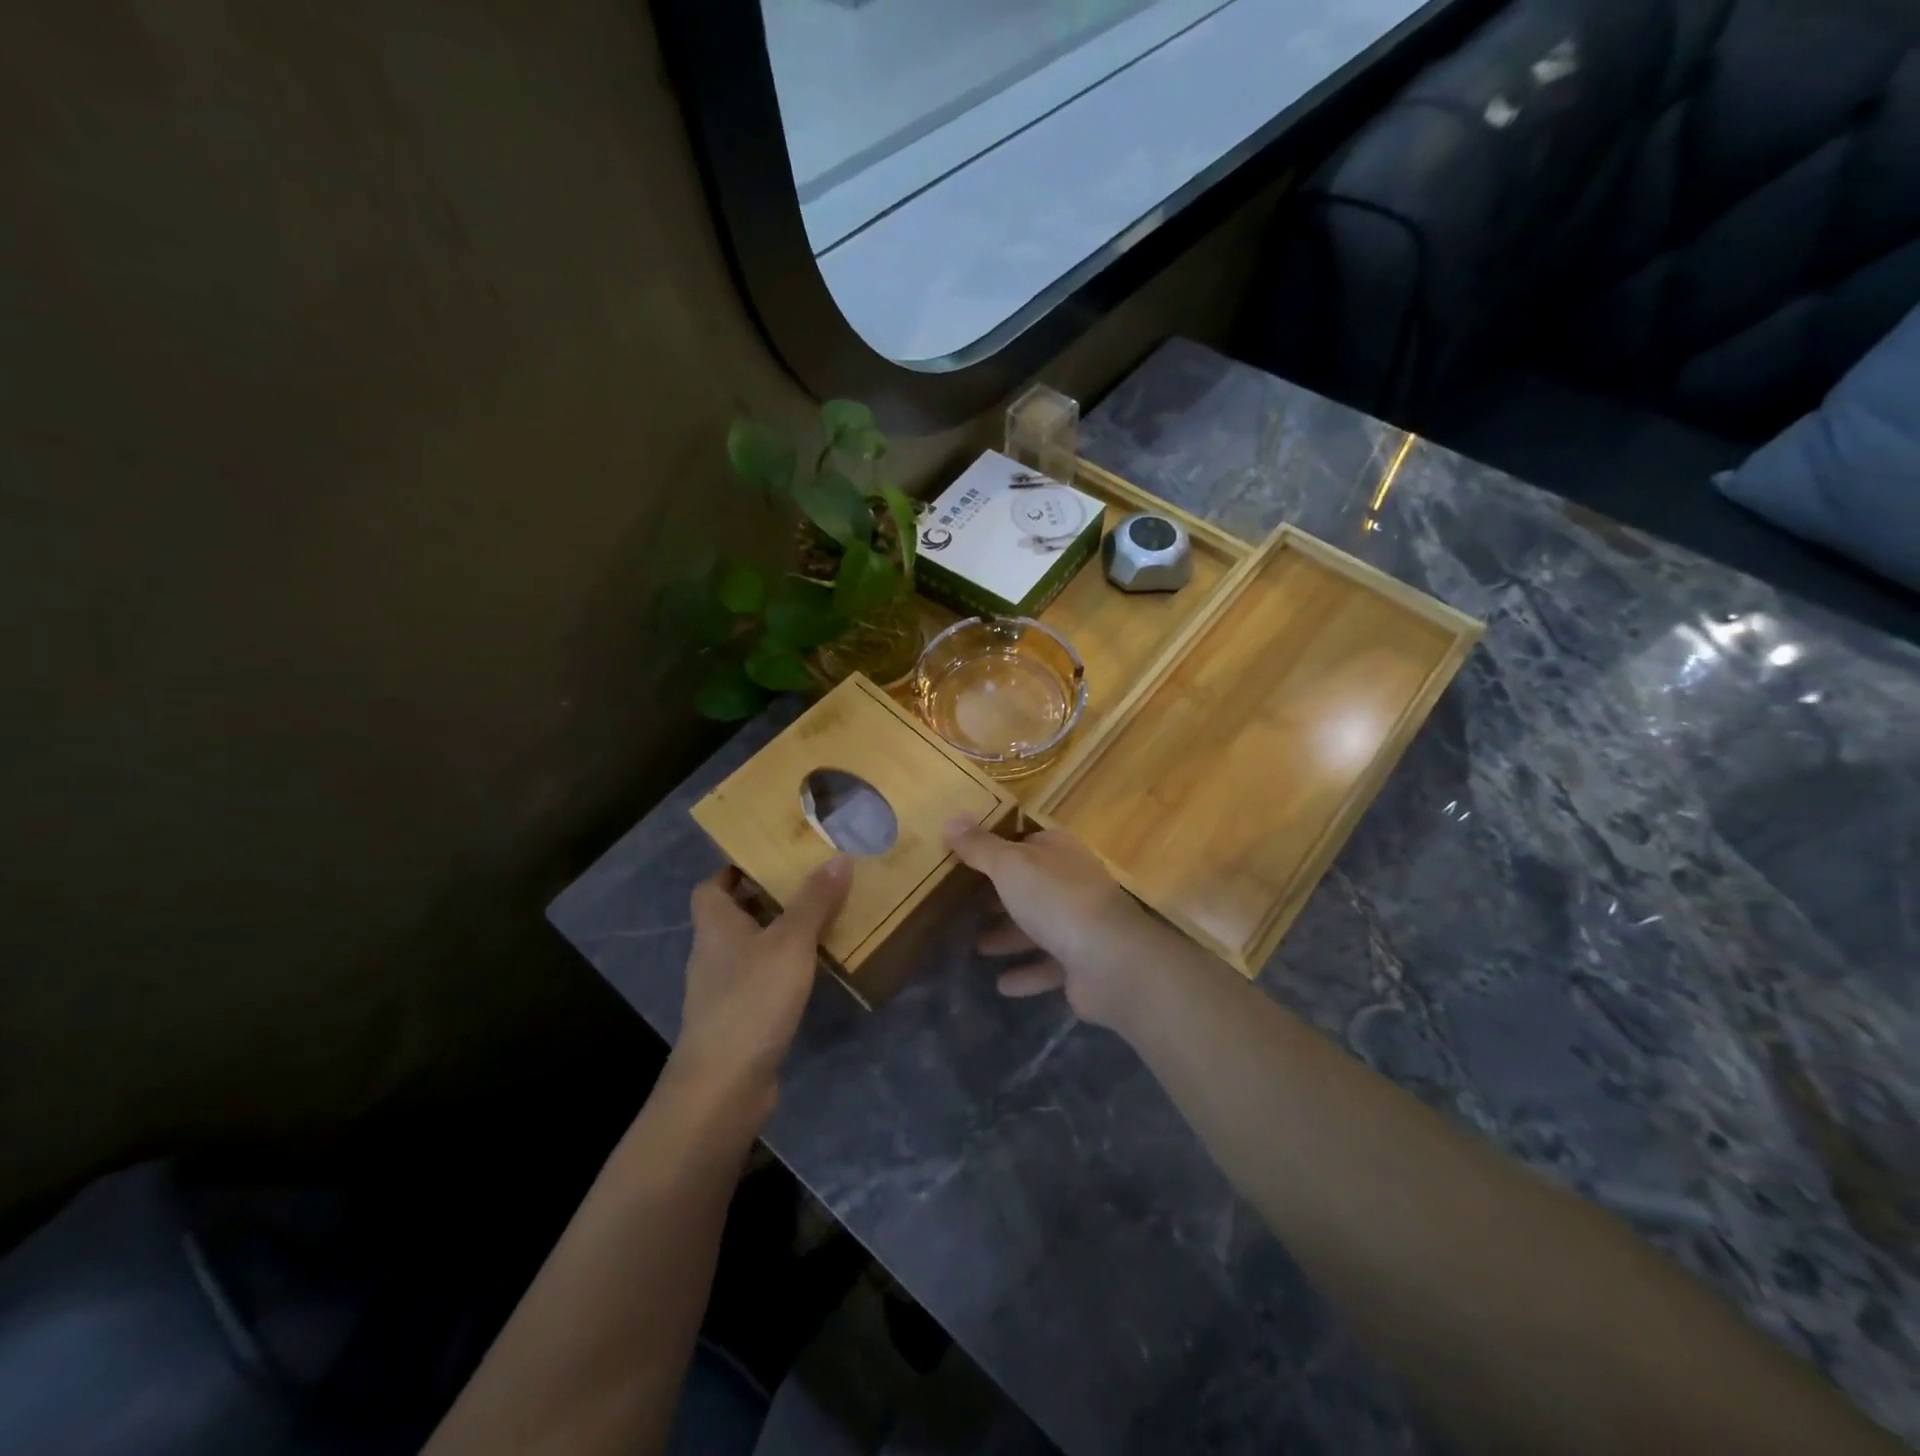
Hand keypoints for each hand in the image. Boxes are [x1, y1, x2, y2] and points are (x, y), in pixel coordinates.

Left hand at [670, 857, 852, 1106]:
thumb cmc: (751, 1000)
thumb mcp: (790, 943)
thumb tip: (838, 857)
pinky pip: (761, 979)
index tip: (772, 859)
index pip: (712, 886)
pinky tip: (812, 971)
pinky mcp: (738, 1018)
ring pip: (750, 948)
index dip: (736, 869)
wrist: (723, 1086)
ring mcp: (723, 989)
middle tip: (810, 884)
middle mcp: (712, 953)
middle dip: (768, 898)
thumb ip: (814, 901)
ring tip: (821, 921)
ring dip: (779, 934)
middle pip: (734, 915)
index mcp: (715, 925)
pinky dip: (783, 969)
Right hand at [943, 817, 1167, 1030]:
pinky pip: (1048, 966)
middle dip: (1000, 897)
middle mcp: (1073, 883)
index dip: (997, 849)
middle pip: (1030, 886)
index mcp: (1059, 852)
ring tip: (976, 947)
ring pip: (1037, 927)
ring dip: (1009, 936)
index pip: (1025, 842)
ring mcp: (1080, 923)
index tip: (964, 861)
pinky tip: (1001, 985)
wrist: (1110, 961)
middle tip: (964, 907)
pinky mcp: (1082, 963)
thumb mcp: (1010, 865)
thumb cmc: (1056, 900)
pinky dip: (1026, 973)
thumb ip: (980, 846)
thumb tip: (951, 818)